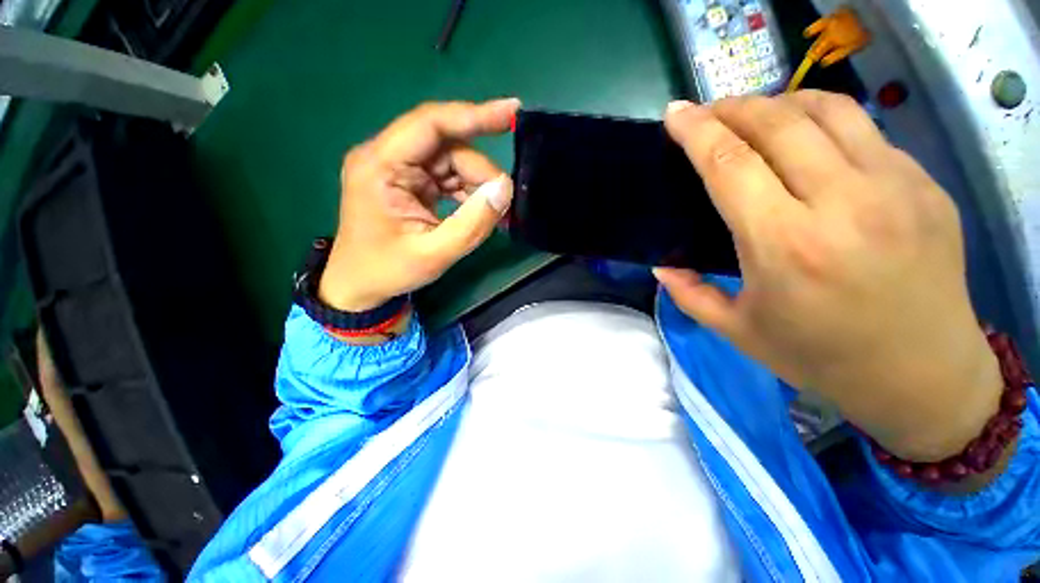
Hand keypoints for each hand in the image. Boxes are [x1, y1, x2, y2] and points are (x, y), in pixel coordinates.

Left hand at [319, 99, 518, 315]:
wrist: (359, 285)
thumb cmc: (388, 270)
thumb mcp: (434, 254)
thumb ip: (472, 224)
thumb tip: (504, 189)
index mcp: (380, 166)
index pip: (430, 125)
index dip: (473, 115)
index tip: (512, 112)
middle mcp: (387, 157)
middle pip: (447, 146)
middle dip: (480, 172)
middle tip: (503, 201)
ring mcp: (398, 170)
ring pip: (451, 161)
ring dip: (477, 184)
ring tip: (494, 212)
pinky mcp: (409, 182)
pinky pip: (447, 177)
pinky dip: (468, 192)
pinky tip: (481, 209)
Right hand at [657, 92, 1001, 461]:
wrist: (922, 374)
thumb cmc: (820, 357)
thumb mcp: (737, 331)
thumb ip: (689, 294)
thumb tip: (661, 267)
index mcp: (785, 245)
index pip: (730, 164)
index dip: (697, 131)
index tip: (675, 113)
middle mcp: (842, 203)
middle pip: (777, 122)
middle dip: (732, 107)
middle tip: (708, 112)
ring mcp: (895, 187)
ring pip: (827, 110)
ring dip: (779, 103)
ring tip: (754, 116)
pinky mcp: (925, 185)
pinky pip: (865, 131)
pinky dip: (823, 123)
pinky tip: (807, 143)